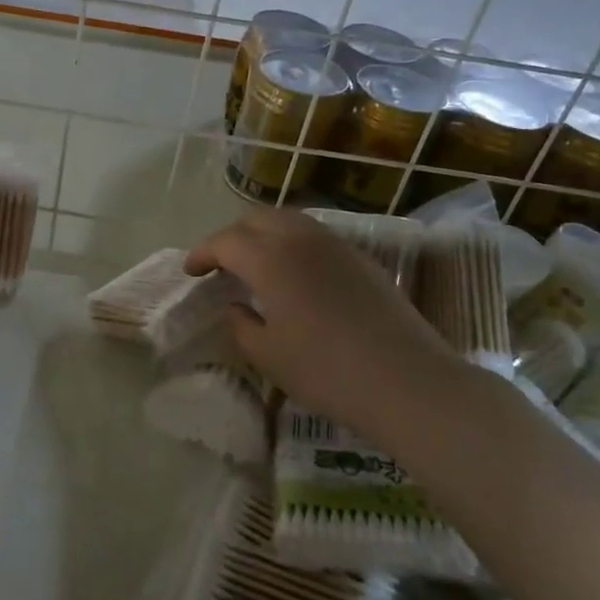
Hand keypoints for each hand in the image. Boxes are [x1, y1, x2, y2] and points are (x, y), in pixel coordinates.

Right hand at [186, 208, 463, 435]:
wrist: (407, 381)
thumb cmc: (326, 371)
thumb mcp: (267, 355)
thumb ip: (241, 324)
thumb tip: (235, 306)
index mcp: (270, 258)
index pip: (226, 241)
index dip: (202, 253)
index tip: (191, 271)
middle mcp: (302, 239)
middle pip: (257, 218)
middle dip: (232, 236)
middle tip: (221, 264)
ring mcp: (337, 245)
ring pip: (290, 221)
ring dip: (264, 235)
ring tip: (256, 264)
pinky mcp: (363, 259)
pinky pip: (316, 237)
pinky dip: (294, 244)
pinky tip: (297, 276)